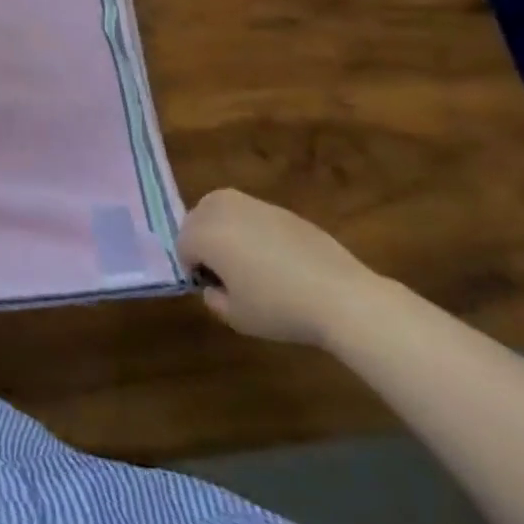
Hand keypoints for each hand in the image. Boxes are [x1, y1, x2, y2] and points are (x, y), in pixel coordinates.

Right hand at [177, 189, 384, 346]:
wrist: (342, 297)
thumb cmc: (279, 308)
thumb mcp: (236, 317)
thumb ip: (214, 299)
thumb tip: (215, 287)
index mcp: (206, 234)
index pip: (182, 245)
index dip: (192, 268)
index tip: (212, 287)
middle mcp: (225, 211)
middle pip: (196, 216)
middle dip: (201, 239)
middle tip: (221, 269)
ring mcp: (256, 206)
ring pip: (222, 207)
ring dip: (223, 227)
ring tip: (243, 257)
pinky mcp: (284, 211)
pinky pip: (253, 214)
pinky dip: (252, 228)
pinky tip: (274, 256)